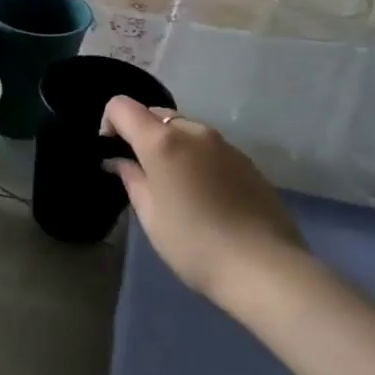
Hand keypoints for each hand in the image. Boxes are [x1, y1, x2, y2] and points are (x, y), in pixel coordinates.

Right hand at [102, 98, 307, 304]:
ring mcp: (225, 145)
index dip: (110, 123)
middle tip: (142, 173)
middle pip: (156, 114)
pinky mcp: (247, 162)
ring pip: (185, 129)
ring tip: (174, 186)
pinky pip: (210, 148)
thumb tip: (120, 161)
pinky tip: (204, 195)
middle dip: (141, 134)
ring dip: (170, 146)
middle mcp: (194, 132)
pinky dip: (196, 158)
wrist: (264, 268)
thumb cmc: (193, 243)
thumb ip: (131, 179)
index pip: (122, 106)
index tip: (113, 152)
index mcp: (163, 141)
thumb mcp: (150, 214)